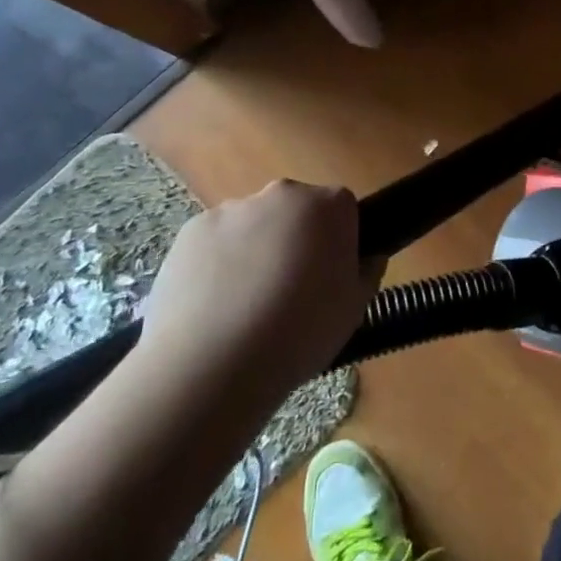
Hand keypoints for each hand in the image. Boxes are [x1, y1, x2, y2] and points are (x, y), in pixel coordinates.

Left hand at [140, 181, 381, 399]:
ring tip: (246, 307)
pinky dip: (218, 264)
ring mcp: (232, 209)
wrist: (212, 366)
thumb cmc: (300, 334)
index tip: (331, 275)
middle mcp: (282, 194)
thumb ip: (367, 272)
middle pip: (297, 210)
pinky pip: (215, 242)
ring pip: (254, 225)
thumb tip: (369, 257)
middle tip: (291, 290)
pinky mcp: (191, 231)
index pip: (343, 209)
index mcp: (329, 206)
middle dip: (296, 239)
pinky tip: (215, 307)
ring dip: (256, 251)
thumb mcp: (355, 309)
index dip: (339, 241)